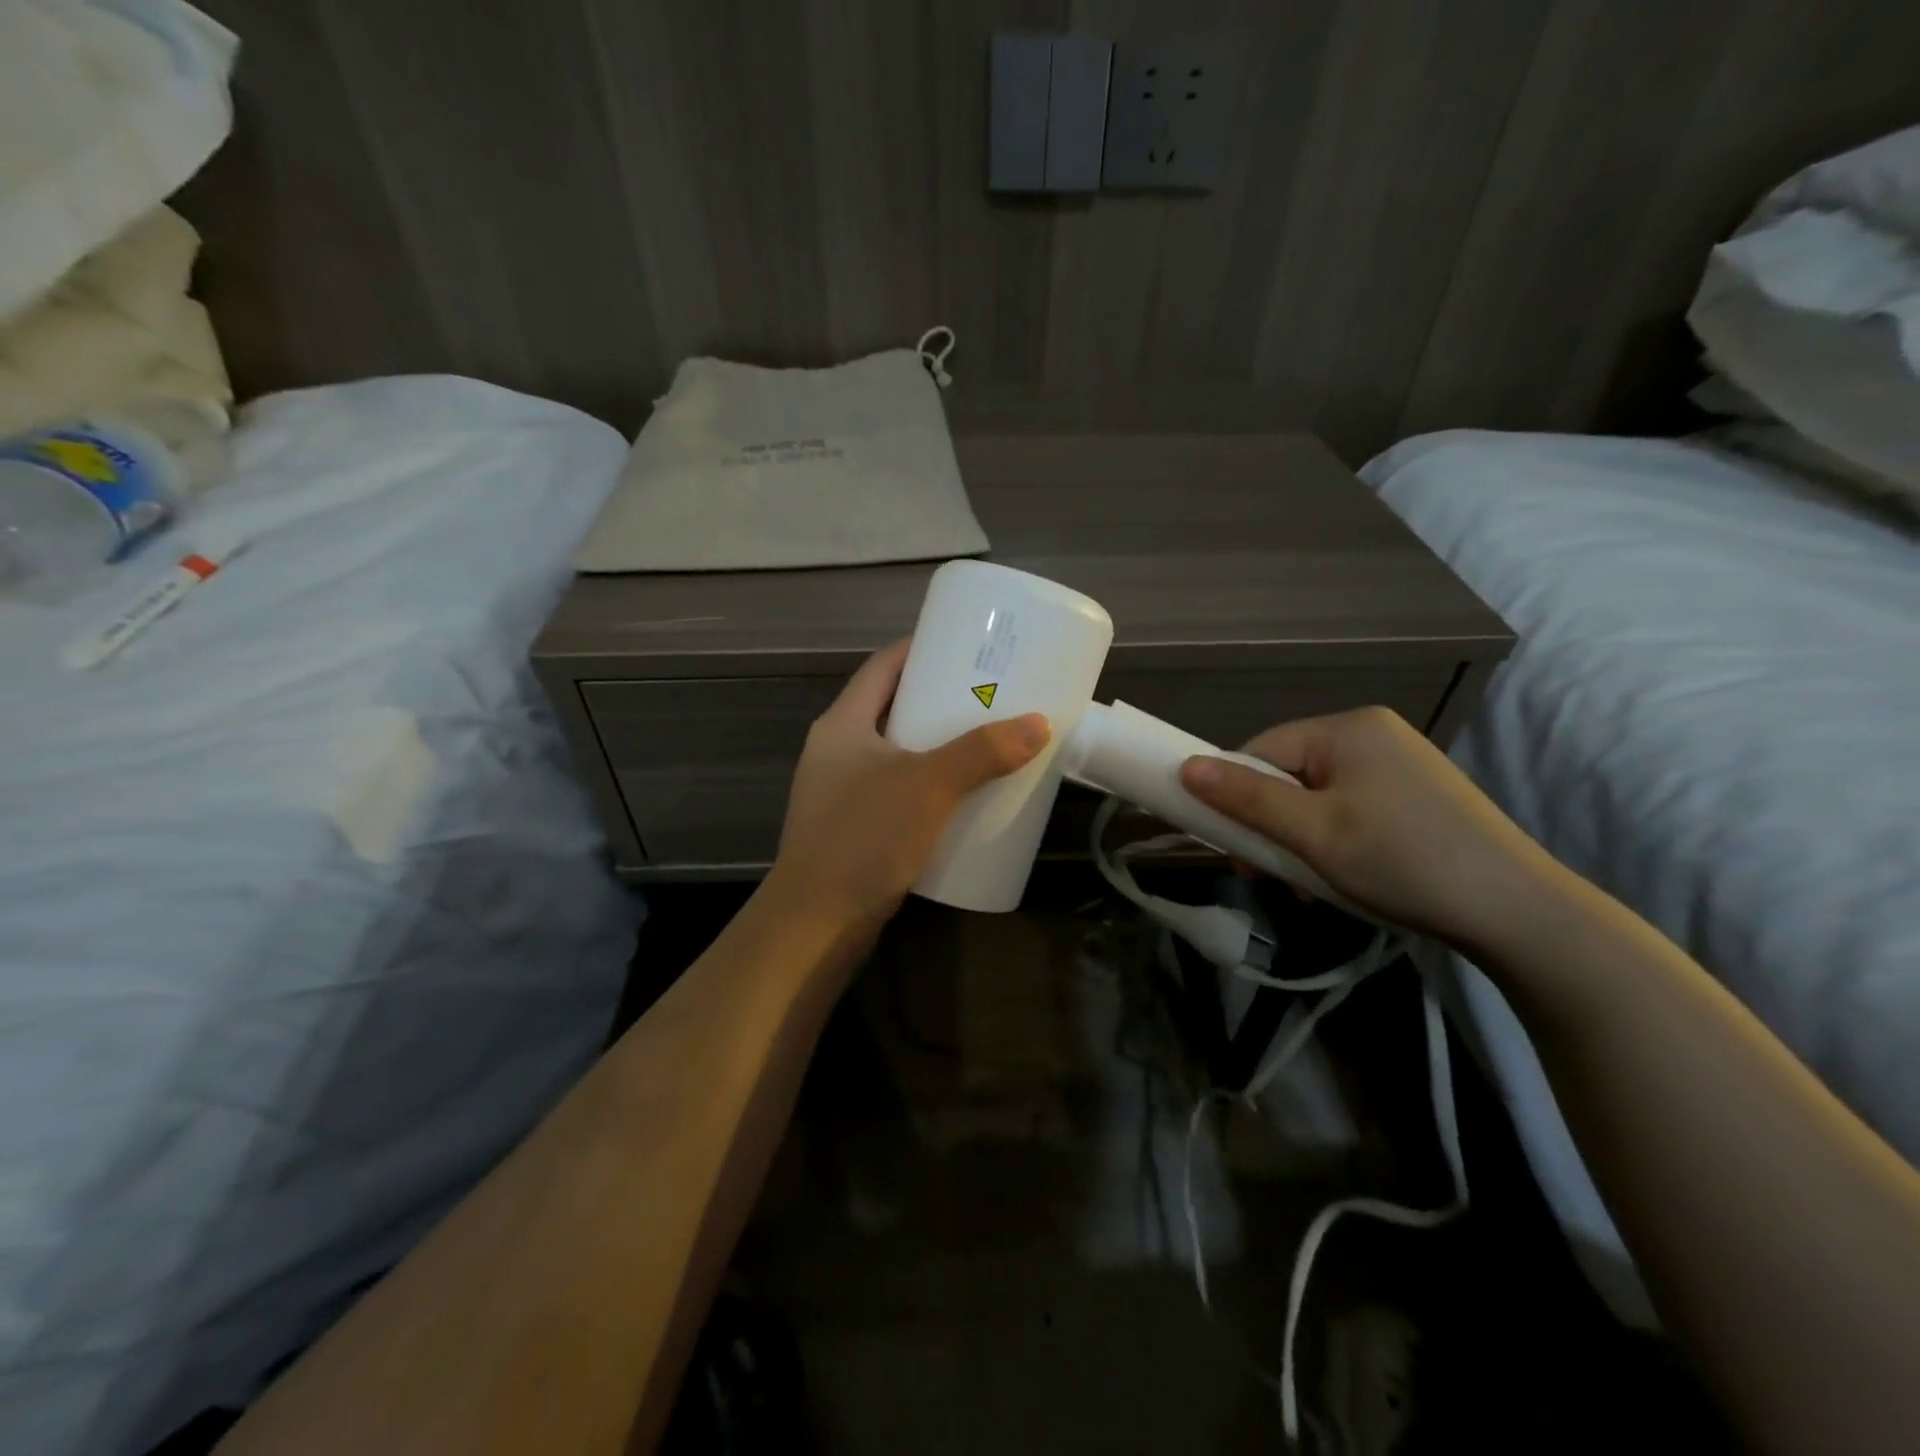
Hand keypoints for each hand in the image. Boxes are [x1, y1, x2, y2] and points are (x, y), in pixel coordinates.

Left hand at [766, 640, 1049, 933]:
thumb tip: (1038, 723)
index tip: (965, 644)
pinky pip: (897, 789)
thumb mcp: (928, 785)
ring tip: (985, 739)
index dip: (920, 649)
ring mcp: (841, 791)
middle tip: (988, 694)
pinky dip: (929, 784)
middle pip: (892, 708)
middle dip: (938, 699)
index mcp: (842, 724)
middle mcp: (837, 750)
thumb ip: (982, 752)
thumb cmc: (864, 837)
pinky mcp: (854, 827)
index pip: (882, 667)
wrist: (817, 924)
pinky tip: (962, 795)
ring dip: (936, 744)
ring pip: (897, 752)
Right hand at [1178, 706, 1560, 949]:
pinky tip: (1340, 879)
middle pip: (1289, 774)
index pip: (1262, 750)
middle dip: (1270, 824)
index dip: (1235, 795)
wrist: (1520, 912)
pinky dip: (1334, 842)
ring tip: (1305, 886)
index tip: (1231, 846)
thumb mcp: (1313, 832)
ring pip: (1318, 798)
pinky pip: (1351, 810)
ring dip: (1299, 840)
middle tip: (1265, 874)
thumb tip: (1185, 767)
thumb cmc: (1402, 860)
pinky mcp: (1419, 797)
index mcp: (1347, 728)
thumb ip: (1246, 798)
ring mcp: (1400, 765)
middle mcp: (1373, 734)